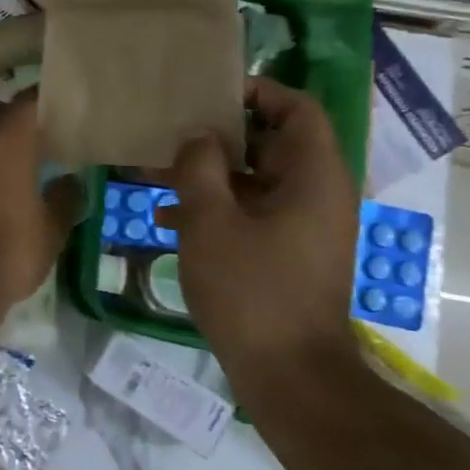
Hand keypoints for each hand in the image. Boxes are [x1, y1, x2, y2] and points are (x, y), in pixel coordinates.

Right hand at [153, 77, 360, 401]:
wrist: (290, 376)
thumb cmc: (252, 290)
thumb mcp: (210, 221)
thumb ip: (199, 167)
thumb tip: (199, 137)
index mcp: (314, 178)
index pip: (299, 110)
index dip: (259, 92)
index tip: (209, 94)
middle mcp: (316, 195)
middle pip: (270, 143)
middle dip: (216, 137)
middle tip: (169, 134)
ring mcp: (302, 227)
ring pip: (254, 181)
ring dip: (207, 175)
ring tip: (152, 176)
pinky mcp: (286, 254)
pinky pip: (251, 213)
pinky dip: (215, 208)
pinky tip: (167, 218)